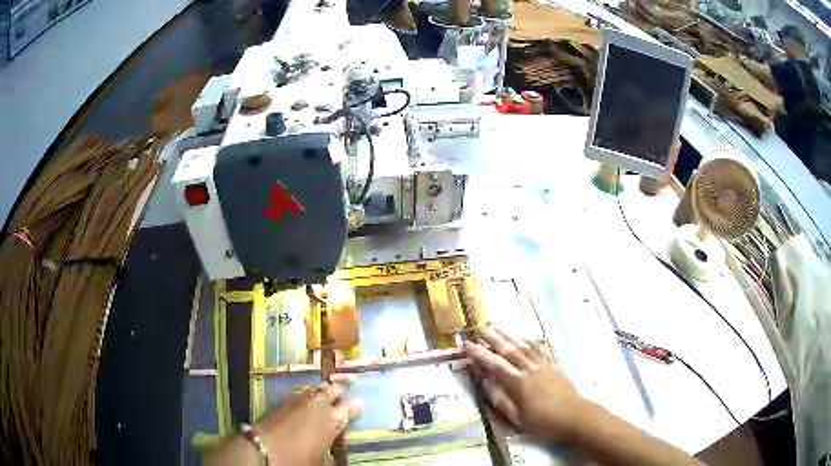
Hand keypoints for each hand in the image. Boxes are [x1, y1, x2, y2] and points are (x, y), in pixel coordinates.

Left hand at [255, 375, 361, 464]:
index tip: (360, 403)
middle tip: (344, 391)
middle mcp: (318, 405)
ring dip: (322, 389)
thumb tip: (331, 437)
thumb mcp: (321, 456)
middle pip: (333, 390)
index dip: (356, 405)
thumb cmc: (298, 459)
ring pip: (316, 387)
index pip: (350, 407)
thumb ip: (329, 441)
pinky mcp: (282, 399)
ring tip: (326, 390)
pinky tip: (305, 394)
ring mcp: (299, 399)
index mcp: (332, 420)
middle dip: (339, 391)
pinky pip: (300, 390)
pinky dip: (306, 391)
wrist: (264, 448)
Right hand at [464, 329, 584, 442]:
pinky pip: (539, 349)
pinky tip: (525, 338)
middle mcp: (529, 369)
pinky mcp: (553, 366)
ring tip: (497, 327)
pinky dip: (529, 342)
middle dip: (492, 339)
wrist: (575, 416)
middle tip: (479, 329)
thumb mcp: (516, 417)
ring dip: (509, 336)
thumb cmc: (543, 422)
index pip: (494, 365)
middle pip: (508, 351)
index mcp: (517, 383)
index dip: (479, 354)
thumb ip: (499, 398)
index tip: (467, 344)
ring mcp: (543, 366)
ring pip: (523, 346)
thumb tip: (485, 381)